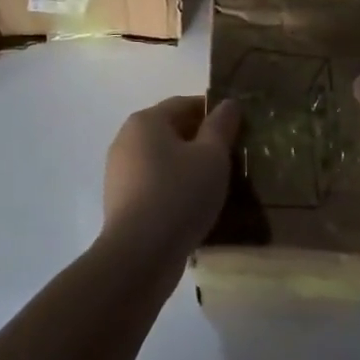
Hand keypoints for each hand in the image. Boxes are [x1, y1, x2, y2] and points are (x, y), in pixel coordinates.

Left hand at [102, 95, 242, 255]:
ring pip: (164, 159)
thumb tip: (228, 104)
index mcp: (146, 121)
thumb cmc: (179, 194)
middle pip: (172, 131)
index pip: (185, 104)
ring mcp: (120, 172)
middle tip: (233, 158)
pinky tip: (195, 206)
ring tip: (218, 185)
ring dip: (189, 166)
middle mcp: (126, 140)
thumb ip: (221, 126)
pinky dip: (175, 188)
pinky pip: (155, 184)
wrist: (139, 255)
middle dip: (202, 141)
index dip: (215, 113)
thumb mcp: (212, 156)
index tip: (239, 129)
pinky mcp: (121, 202)